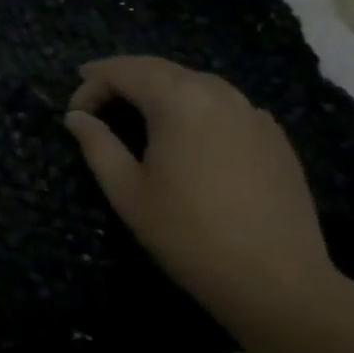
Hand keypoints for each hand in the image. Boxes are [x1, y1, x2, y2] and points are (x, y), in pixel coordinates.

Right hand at [63, 56, 339, 320]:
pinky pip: (224, 105)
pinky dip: (193, 106)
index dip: (90, 86)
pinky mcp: (274, 138)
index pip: (122, 71)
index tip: (74, 115)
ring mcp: (252, 114)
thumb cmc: (189, 234)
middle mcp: (218, 94)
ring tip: (135, 113)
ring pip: (193, 82)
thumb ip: (96, 144)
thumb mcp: (127, 191)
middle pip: (158, 68)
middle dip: (121, 78)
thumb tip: (76, 117)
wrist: (279, 284)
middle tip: (94, 100)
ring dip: (158, 89)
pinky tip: (185, 135)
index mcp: (178, 100)